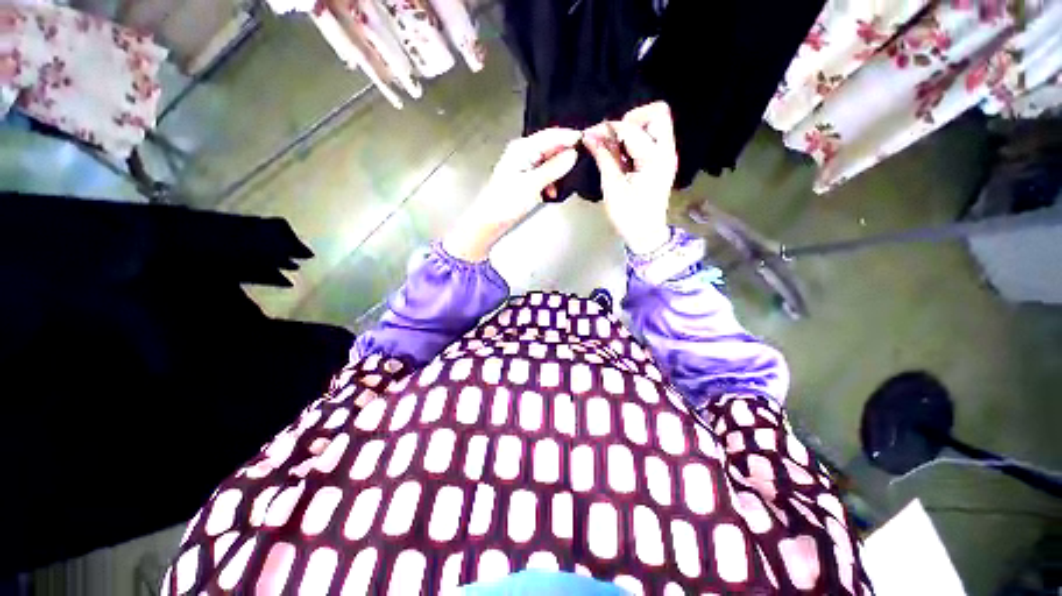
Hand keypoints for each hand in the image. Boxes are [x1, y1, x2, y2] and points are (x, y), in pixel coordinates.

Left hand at [443, 128, 580, 261]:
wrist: (489, 221)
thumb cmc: (505, 203)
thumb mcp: (533, 185)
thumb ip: (553, 168)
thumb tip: (572, 154)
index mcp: (522, 149)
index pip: (551, 136)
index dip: (569, 136)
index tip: (587, 140)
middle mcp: (522, 153)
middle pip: (550, 147)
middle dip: (565, 154)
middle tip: (582, 160)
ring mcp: (523, 165)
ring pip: (548, 162)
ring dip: (558, 171)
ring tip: (567, 180)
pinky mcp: (524, 178)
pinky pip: (543, 174)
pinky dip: (550, 181)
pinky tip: (552, 192)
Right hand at [583, 102, 676, 254]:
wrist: (646, 235)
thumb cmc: (629, 217)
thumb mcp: (613, 188)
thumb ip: (604, 158)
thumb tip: (590, 136)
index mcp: (655, 159)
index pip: (631, 129)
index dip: (608, 129)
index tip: (590, 136)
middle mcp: (666, 152)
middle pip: (657, 113)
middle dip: (631, 119)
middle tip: (613, 139)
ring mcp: (667, 156)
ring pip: (656, 123)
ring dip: (633, 129)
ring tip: (616, 148)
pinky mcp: (662, 161)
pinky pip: (652, 137)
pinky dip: (636, 139)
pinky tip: (622, 155)